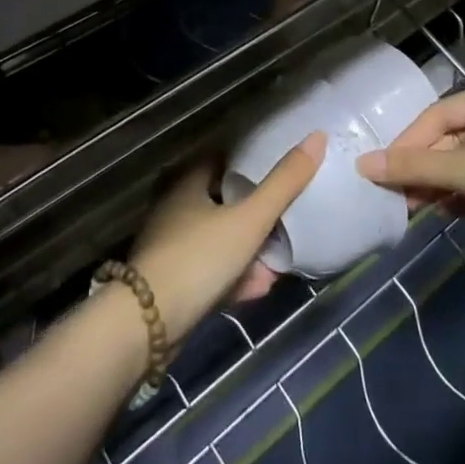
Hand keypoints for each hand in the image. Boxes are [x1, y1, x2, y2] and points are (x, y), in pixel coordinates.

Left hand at [130, 133, 325, 341]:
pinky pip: (212, 273)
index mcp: (187, 184)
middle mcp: (175, 210)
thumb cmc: (198, 258)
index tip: (276, 165)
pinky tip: (261, 287)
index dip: (248, 160)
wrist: (147, 327)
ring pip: (218, 240)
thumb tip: (317, 137)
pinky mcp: (172, 286)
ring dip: (248, 248)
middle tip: (285, 213)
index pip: (219, 159)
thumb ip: (284, 183)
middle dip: (253, 209)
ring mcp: (172, 249)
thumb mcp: (249, 219)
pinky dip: (235, 276)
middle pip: (221, 201)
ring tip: (281, 257)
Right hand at [356, 81, 464, 225]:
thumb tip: (362, 165)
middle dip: (425, 168)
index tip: (383, 169)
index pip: (436, 116)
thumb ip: (414, 167)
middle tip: (398, 195)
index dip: (408, 143)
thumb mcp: (464, 167)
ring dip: (441, 184)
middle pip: (450, 140)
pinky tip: (446, 211)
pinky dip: (464, 194)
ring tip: (415, 207)